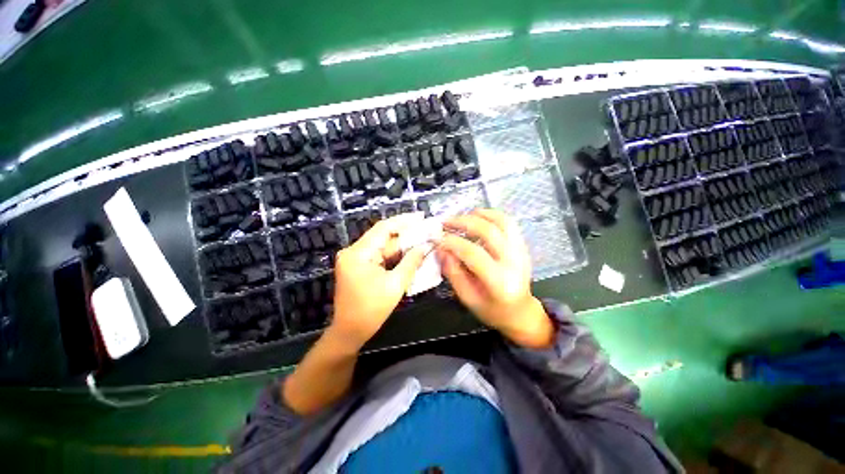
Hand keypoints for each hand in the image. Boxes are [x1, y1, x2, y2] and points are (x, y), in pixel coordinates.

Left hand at [329, 214, 426, 349]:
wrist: (350, 331)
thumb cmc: (372, 310)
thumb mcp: (395, 285)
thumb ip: (411, 262)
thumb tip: (425, 246)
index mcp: (358, 253)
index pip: (383, 228)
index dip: (403, 221)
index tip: (420, 217)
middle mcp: (353, 251)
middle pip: (383, 236)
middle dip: (405, 234)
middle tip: (425, 230)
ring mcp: (355, 258)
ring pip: (382, 246)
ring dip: (401, 245)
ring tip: (422, 239)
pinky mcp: (358, 265)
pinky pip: (379, 255)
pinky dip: (394, 254)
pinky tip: (409, 252)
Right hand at [437, 209, 553, 347]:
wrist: (520, 311)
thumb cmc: (492, 309)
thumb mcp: (467, 297)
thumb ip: (453, 272)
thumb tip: (441, 249)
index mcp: (500, 282)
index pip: (473, 253)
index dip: (452, 242)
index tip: (437, 238)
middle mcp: (514, 262)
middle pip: (489, 231)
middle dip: (463, 222)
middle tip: (445, 222)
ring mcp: (521, 251)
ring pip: (502, 222)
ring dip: (479, 214)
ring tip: (461, 216)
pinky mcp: (522, 246)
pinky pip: (509, 223)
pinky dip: (492, 215)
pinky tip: (478, 216)